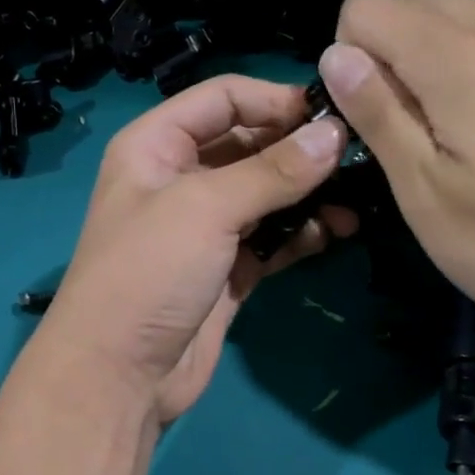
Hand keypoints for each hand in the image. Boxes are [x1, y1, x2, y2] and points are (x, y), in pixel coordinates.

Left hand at [32, 75, 356, 422]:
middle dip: (300, 150)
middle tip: (356, 158)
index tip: (331, 116)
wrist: (118, 376)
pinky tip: (336, 232)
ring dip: (309, 195)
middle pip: (250, 144)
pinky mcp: (228, 269)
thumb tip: (335, 135)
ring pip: (267, 194)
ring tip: (354, 202)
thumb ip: (273, 171)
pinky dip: (302, 233)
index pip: (223, 98)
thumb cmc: (148, 273)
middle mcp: (181, 178)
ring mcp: (206, 227)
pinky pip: (272, 237)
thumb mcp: (206, 209)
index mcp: (156, 145)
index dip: (275, 100)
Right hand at [318, 0, 474, 343]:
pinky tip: (458, 132)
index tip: (362, 117)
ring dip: (414, 53)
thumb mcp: (422, 188)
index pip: (365, 6)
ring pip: (448, 15)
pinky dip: (449, 67)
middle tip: (387, 113)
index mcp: (450, 60)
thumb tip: (335, 54)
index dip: (346, 56)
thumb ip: (377, 113)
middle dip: (379, 40)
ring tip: (419, 128)